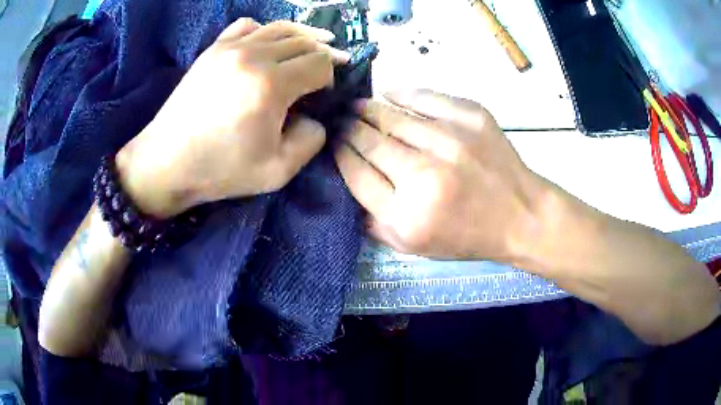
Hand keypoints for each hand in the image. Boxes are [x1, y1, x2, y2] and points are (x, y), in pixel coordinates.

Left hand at [116, 19, 348, 217]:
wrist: (168, 162)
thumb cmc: (220, 170)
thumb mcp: (277, 172)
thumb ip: (311, 141)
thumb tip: (315, 117)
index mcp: (271, 85)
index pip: (320, 63)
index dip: (330, 76)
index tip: (323, 93)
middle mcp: (254, 56)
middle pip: (304, 41)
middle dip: (323, 53)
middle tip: (327, 68)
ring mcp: (230, 48)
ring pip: (280, 28)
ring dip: (302, 36)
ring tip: (313, 45)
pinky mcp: (213, 49)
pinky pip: (248, 25)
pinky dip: (265, 30)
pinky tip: (268, 43)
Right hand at [335, 89, 545, 260]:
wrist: (520, 215)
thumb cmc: (467, 237)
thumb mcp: (415, 249)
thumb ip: (374, 224)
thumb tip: (346, 186)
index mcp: (407, 214)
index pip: (356, 174)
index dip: (339, 156)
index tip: (333, 146)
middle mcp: (424, 175)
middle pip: (368, 141)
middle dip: (348, 130)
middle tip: (340, 123)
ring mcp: (449, 141)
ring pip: (391, 116)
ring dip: (367, 109)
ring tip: (356, 106)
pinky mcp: (471, 118)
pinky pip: (425, 97)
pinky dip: (402, 93)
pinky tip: (387, 93)